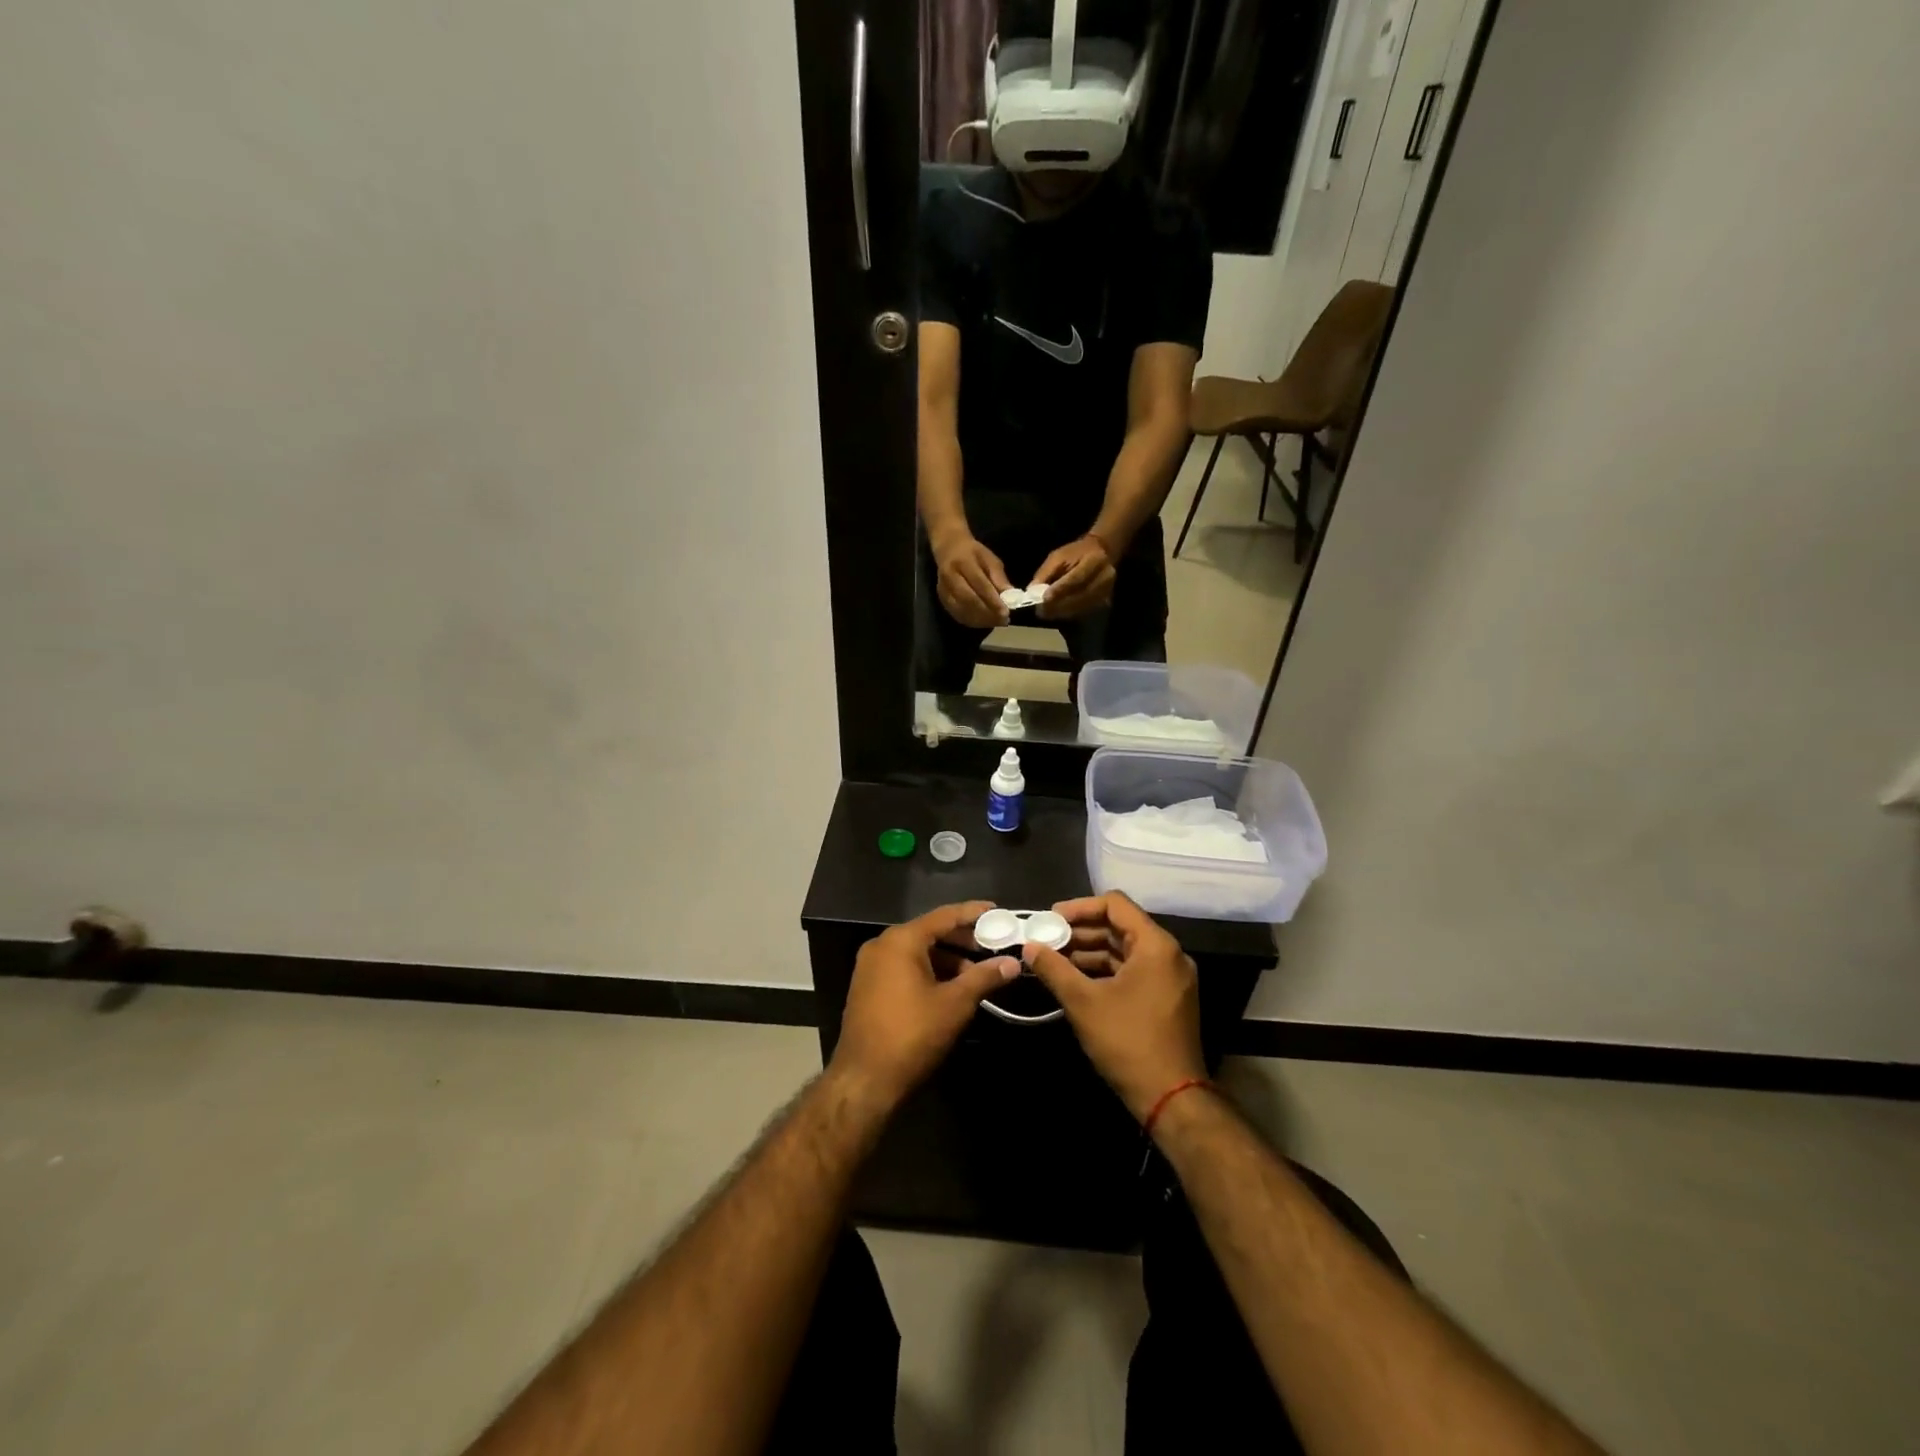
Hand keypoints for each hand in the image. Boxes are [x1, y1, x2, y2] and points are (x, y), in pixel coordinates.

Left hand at [831, 902, 1020, 1108]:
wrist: (865, 1080)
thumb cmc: (912, 1034)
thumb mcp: (955, 1004)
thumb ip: (984, 977)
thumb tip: (1013, 963)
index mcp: (900, 940)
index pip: (944, 916)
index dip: (973, 913)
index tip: (997, 910)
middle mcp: (882, 945)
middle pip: (929, 932)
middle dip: (962, 939)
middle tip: (993, 944)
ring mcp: (871, 966)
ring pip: (917, 952)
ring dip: (947, 959)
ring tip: (978, 973)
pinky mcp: (868, 987)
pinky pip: (904, 967)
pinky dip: (929, 971)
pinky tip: (951, 987)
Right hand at [933, 534, 1012, 627]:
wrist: (948, 549)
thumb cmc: (973, 553)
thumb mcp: (990, 559)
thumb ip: (999, 578)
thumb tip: (1011, 597)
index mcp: (963, 562)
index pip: (980, 584)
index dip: (993, 600)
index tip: (1006, 612)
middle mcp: (950, 576)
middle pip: (969, 600)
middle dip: (987, 613)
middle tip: (1003, 620)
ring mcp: (943, 589)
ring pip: (962, 610)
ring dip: (981, 620)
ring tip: (996, 622)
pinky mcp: (942, 599)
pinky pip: (957, 614)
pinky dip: (972, 621)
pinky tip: (984, 622)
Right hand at [1023, 892, 1205, 1120]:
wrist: (1171, 1098)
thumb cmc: (1127, 1042)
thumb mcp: (1083, 1002)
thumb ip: (1054, 968)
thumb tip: (1029, 946)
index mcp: (1155, 945)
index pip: (1115, 904)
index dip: (1079, 907)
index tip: (1050, 919)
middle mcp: (1169, 954)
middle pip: (1120, 926)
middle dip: (1081, 931)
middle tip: (1047, 940)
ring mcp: (1171, 977)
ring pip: (1125, 950)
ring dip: (1090, 952)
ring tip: (1055, 960)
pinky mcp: (1167, 998)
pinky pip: (1133, 970)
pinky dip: (1105, 970)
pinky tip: (1076, 980)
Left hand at [1033, 534, 1115, 619]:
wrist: (1101, 553)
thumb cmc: (1076, 554)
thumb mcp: (1058, 556)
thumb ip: (1045, 573)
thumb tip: (1032, 591)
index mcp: (1095, 560)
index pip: (1076, 578)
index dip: (1060, 590)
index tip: (1044, 599)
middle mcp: (1105, 577)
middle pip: (1080, 596)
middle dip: (1058, 605)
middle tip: (1041, 611)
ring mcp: (1106, 591)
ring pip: (1081, 606)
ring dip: (1061, 612)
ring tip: (1046, 613)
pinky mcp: (1104, 601)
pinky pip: (1084, 611)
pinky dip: (1068, 613)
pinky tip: (1056, 613)